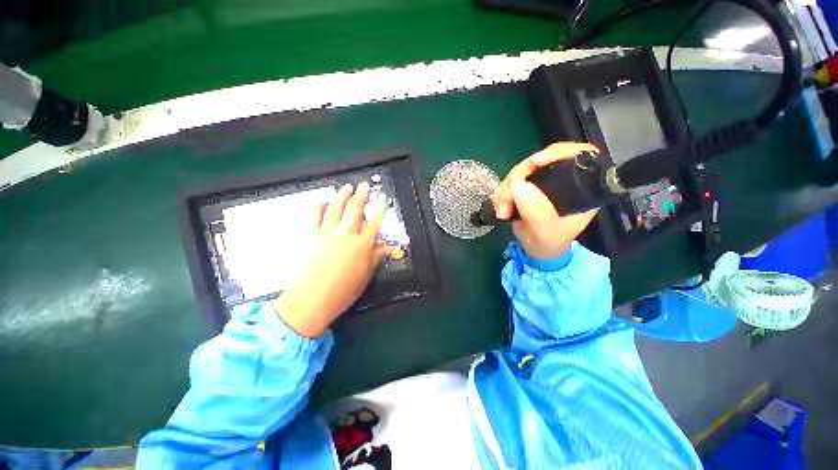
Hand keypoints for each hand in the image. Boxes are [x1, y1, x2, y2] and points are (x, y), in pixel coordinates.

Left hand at [274, 182, 391, 337]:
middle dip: (361, 195)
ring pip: (335, 208)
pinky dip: (316, 207)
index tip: (381, 198)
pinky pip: (313, 216)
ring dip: (341, 196)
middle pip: (355, 210)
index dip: (379, 208)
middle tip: (364, 185)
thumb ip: (376, 258)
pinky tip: (320, 202)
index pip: (374, 222)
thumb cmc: (343, 291)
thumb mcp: (365, 275)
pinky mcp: (309, 235)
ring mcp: (326, 233)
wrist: (311, 300)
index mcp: (362, 245)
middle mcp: (345, 235)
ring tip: (346, 187)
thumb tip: (388, 247)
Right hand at [493, 142, 599, 260]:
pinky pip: (511, 180)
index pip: (578, 155)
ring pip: (522, 170)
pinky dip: (502, 192)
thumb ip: (536, 212)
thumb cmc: (549, 243)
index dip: (557, 153)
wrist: (536, 249)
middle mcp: (564, 179)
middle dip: (518, 177)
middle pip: (542, 160)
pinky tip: (500, 206)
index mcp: (582, 187)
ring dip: (506, 189)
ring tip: (502, 211)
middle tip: (505, 201)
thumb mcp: (545, 232)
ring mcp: (544, 181)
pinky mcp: (528, 185)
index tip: (534, 163)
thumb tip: (518, 184)